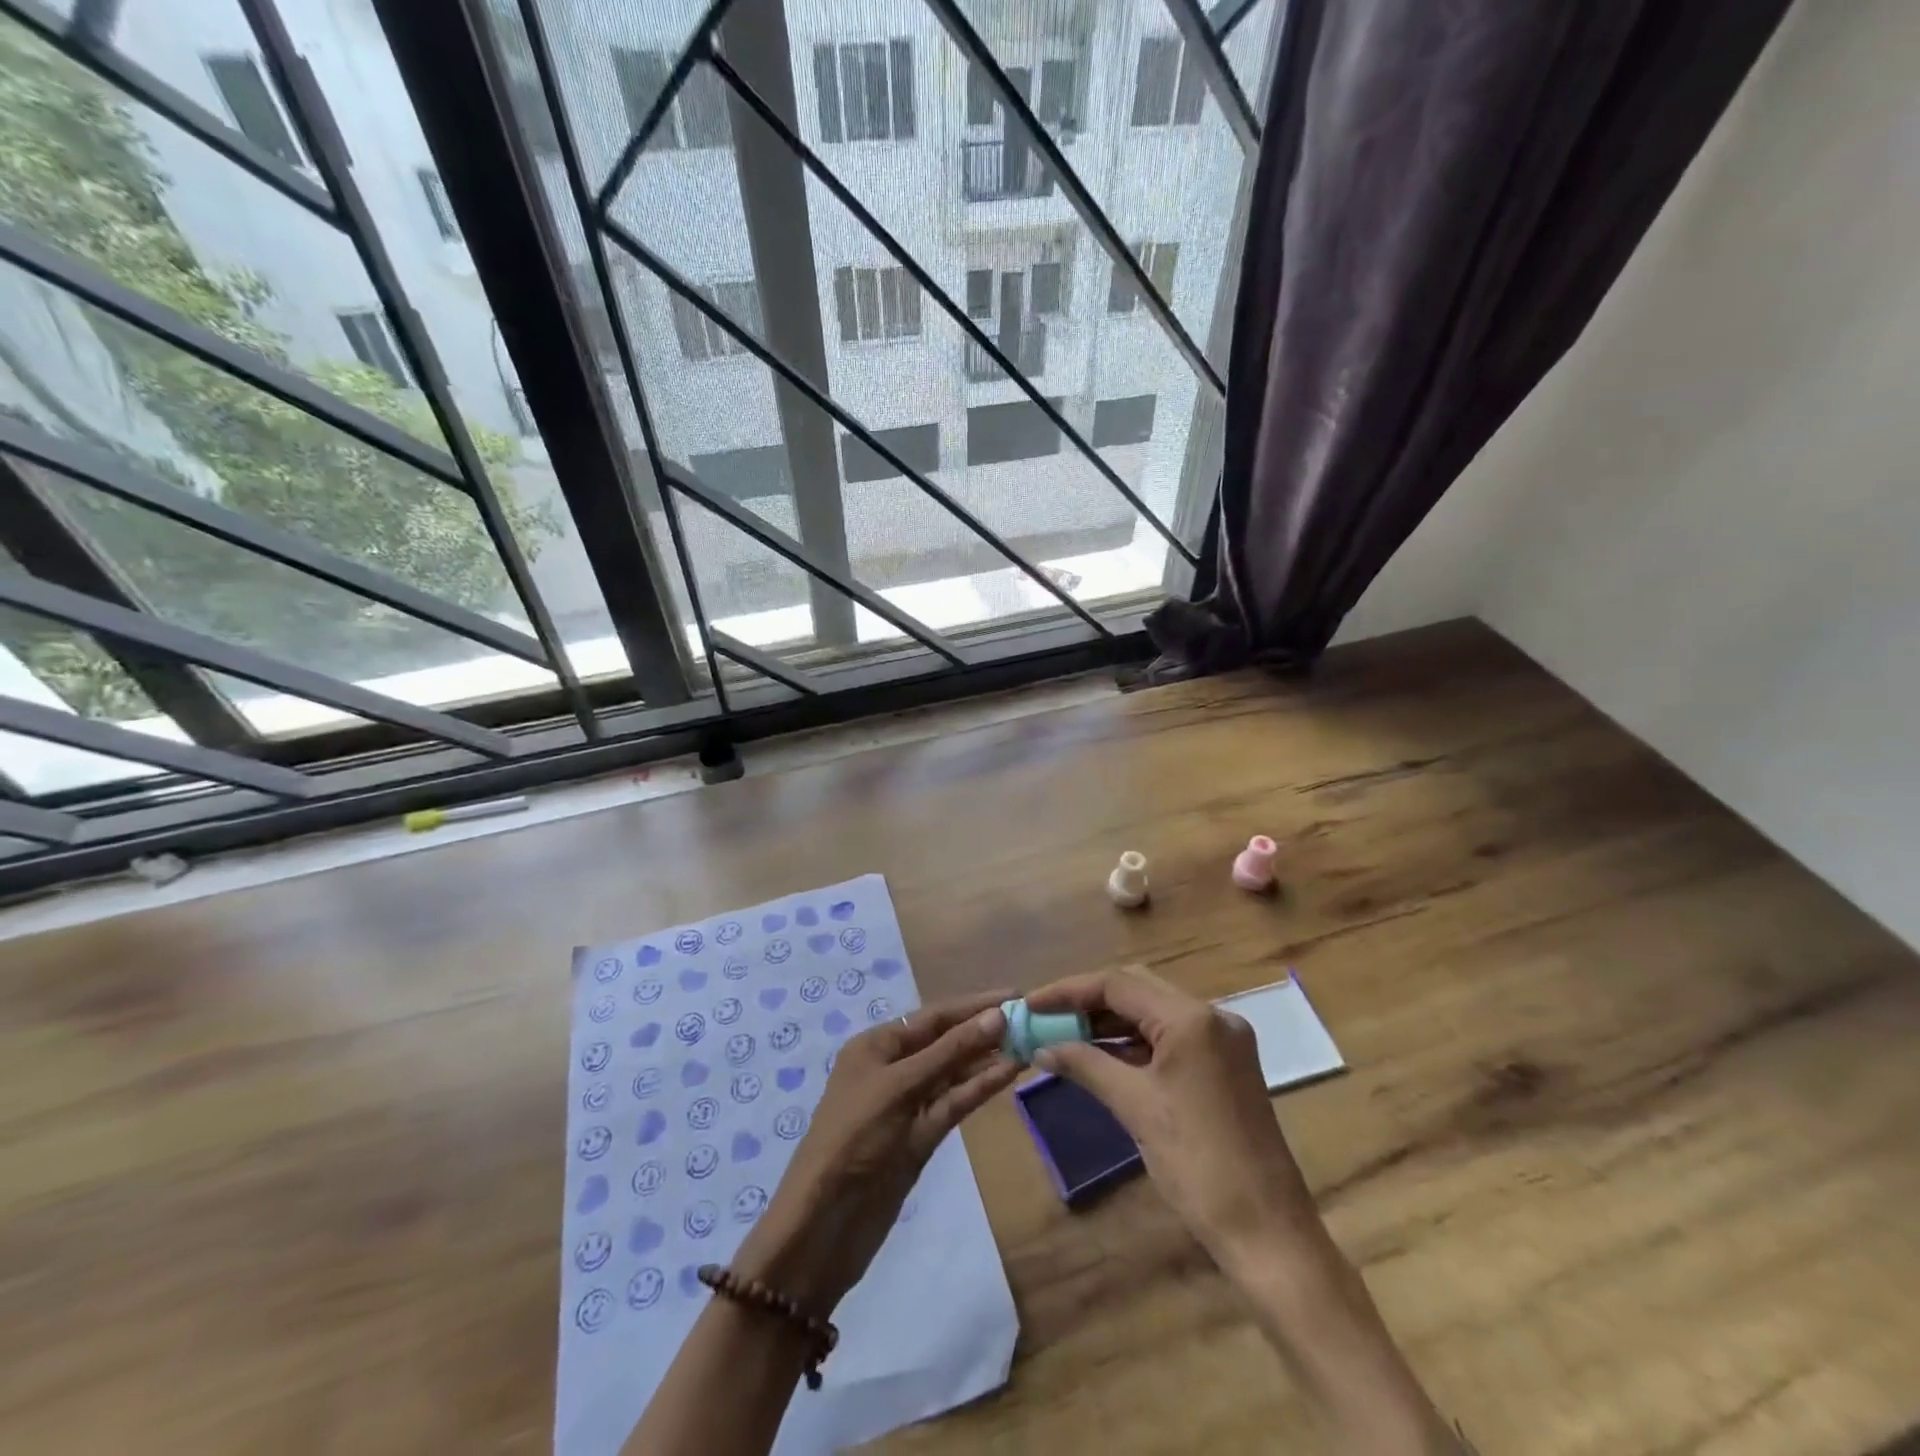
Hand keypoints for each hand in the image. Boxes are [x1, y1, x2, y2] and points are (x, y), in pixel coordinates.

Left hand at [733, 991, 1020, 1314]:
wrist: (823, 1226)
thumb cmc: (853, 1139)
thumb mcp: (900, 1087)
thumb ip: (950, 1051)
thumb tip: (998, 1015)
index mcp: (877, 1045)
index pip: (933, 1016)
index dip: (974, 1005)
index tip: (1016, 994)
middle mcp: (893, 1068)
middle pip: (947, 1041)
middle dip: (985, 1030)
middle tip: (1032, 1019)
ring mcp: (909, 1104)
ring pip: (955, 1073)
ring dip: (989, 1059)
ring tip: (1031, 1043)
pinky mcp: (922, 1137)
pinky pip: (955, 1103)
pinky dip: (980, 1088)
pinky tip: (1011, 1073)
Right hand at [1026, 966, 1319, 1269]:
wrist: (1268, 1232)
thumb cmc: (1198, 1165)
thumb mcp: (1135, 1107)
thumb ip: (1085, 1065)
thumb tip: (1041, 1048)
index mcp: (1192, 1018)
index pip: (1118, 984)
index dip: (1069, 991)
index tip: (1031, 1005)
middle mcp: (1212, 1016)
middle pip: (1137, 990)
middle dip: (1088, 1002)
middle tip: (1046, 1019)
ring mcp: (1223, 1040)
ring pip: (1153, 1012)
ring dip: (1110, 1022)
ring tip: (1065, 1037)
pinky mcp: (1225, 1064)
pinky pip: (1170, 1037)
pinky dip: (1134, 1043)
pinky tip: (1102, 1056)